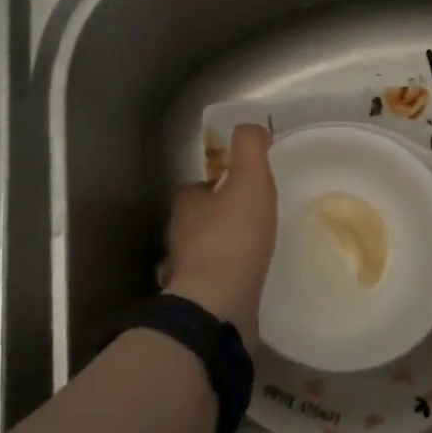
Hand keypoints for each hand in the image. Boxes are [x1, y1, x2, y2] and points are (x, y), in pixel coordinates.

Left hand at [163, 125, 277, 340]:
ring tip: (252, 249)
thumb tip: (251, 126)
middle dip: (217, 217)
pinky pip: (212, 281)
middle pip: (197, 220)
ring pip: (202, 252)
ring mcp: (185, 272)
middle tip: (249, 217)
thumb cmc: (234, 237)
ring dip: (222, 249)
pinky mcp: (196, 301)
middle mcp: (179, 237)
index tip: (238, 186)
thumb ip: (250, 149)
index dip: (215, 184)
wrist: (218, 306)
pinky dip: (226, 277)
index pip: (196, 188)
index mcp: (186, 205)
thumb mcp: (249, 181)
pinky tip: (246, 280)